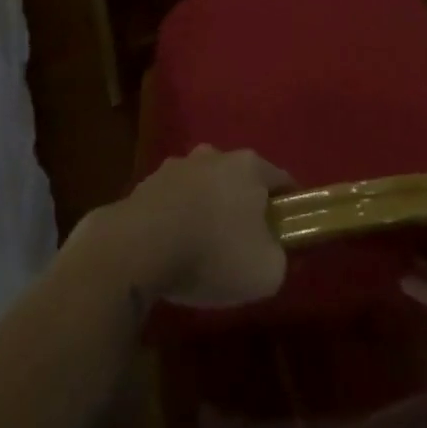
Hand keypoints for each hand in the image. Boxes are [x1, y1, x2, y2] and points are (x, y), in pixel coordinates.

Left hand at [98, 145, 293, 307]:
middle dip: (245, 205)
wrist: (136, 249)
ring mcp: (177, 166)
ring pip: (204, 186)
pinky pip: (172, 202)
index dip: (289, 207)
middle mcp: (215, 155)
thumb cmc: (212, 253)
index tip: (288, 233)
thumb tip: (279, 254)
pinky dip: (177, 219)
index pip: (282, 181)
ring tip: (203, 248)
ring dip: (207, 209)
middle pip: (241, 179)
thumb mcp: (266, 272)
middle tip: (244, 242)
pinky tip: (172, 249)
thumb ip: (282, 259)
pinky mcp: (145, 184)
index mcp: (250, 166)